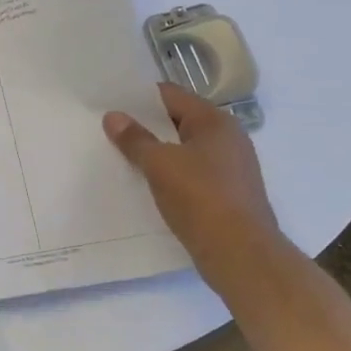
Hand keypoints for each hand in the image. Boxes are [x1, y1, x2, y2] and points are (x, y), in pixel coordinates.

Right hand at [103, 83, 276, 254]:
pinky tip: (146, 184)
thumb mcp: (159, 164)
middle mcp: (228, 138)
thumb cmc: (200, 198)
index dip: (139, 98)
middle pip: (178, 121)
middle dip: (145, 126)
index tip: (110, 102)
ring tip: (121, 156)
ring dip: (156, 153)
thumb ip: (135, 139)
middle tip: (109, 129)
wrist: (241, 255)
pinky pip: (191, 173)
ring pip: (183, 150)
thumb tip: (113, 116)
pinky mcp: (227, 194)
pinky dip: (169, 175)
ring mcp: (230, 168)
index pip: (171, 95)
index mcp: (215, 122)